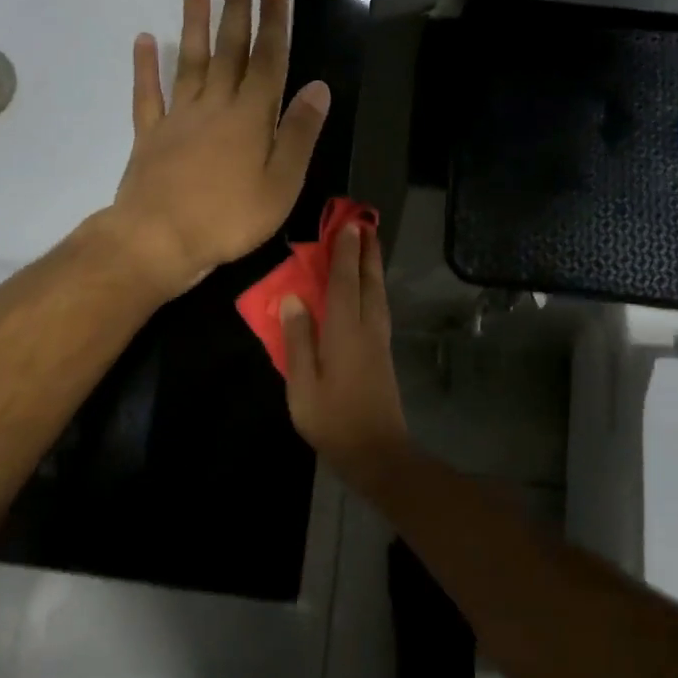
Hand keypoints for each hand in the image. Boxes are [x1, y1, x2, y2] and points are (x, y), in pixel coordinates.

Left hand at [107, 0, 330, 298]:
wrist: (159, 239)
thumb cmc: (229, 218)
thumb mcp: (281, 184)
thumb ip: (299, 134)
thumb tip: (318, 87)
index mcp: (250, 117)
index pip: (268, 61)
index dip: (273, 24)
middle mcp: (214, 106)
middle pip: (228, 50)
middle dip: (236, 9)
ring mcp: (178, 118)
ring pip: (188, 61)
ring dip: (194, 23)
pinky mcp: (149, 135)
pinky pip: (147, 94)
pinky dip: (145, 66)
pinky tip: (145, 40)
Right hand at [281, 223, 409, 474]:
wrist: (377, 452)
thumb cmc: (332, 419)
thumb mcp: (303, 383)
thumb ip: (298, 339)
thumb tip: (293, 298)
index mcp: (345, 332)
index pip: (346, 283)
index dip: (345, 253)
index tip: (348, 225)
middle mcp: (368, 329)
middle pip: (370, 283)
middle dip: (367, 253)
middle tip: (365, 225)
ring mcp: (379, 342)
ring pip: (379, 295)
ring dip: (374, 268)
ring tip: (369, 248)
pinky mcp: (383, 355)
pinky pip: (380, 308)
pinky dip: (375, 289)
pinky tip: (370, 290)